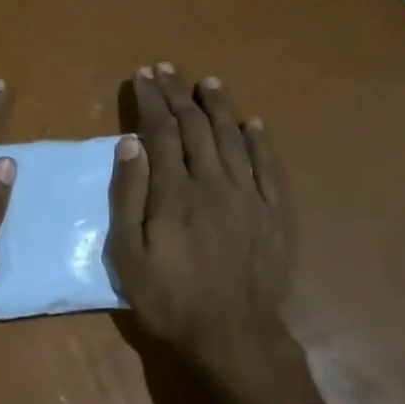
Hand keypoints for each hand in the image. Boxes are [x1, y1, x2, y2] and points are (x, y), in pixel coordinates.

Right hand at [108, 63, 321, 403]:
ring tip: (207, 82)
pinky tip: (252, 123)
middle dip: (178, 94)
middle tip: (166, 69)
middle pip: (195, 127)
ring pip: (233, 138)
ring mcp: (250, 195)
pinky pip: (269, 166)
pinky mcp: (276, 212)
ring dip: (218, 107)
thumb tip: (129, 144)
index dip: (151, 102)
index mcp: (175, 192)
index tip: (143, 77)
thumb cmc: (170, 299)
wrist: (233, 334)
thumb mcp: (128, 255)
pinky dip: (259, 141)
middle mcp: (214, 182)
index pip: (161, 133)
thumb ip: (128, 197)